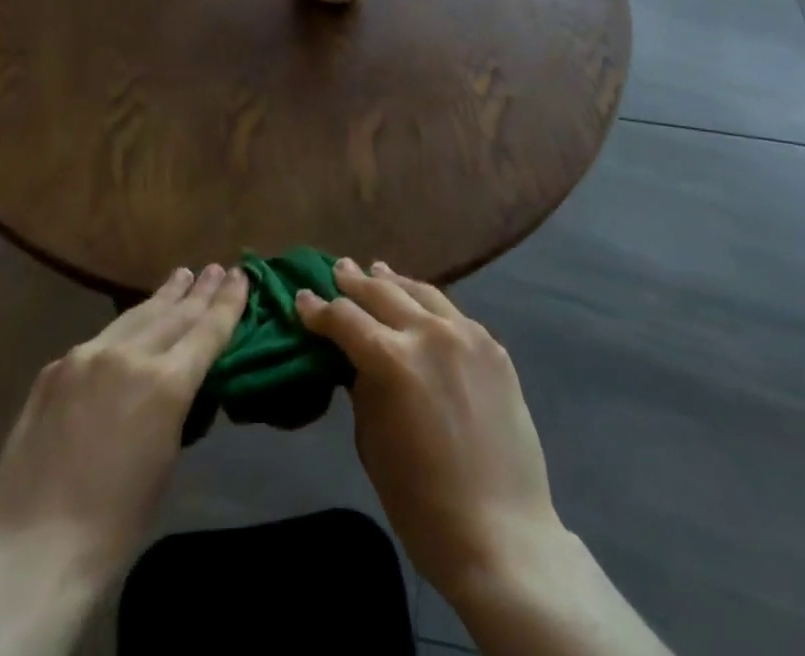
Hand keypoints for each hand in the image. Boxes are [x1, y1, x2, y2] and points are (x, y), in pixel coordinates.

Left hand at [0, 263, 246, 590]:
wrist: (35, 546)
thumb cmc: (115, 522)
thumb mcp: (165, 460)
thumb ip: (174, 405)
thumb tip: (177, 378)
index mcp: (165, 383)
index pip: (206, 331)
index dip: (227, 302)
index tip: (240, 275)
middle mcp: (128, 355)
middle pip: (173, 314)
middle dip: (198, 292)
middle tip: (215, 269)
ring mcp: (87, 356)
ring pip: (134, 316)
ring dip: (162, 297)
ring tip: (181, 276)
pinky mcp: (55, 367)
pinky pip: (98, 341)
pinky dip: (123, 329)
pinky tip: (130, 325)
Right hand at [297, 259, 559, 601]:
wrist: (502, 536)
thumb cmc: (421, 502)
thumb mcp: (371, 442)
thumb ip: (362, 387)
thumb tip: (356, 358)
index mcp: (392, 359)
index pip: (344, 318)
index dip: (318, 309)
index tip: (302, 298)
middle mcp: (429, 333)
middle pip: (382, 292)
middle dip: (354, 281)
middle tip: (338, 269)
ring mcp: (467, 336)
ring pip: (422, 292)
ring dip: (394, 281)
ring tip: (378, 270)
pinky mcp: (494, 348)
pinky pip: (454, 315)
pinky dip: (430, 306)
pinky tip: (422, 306)